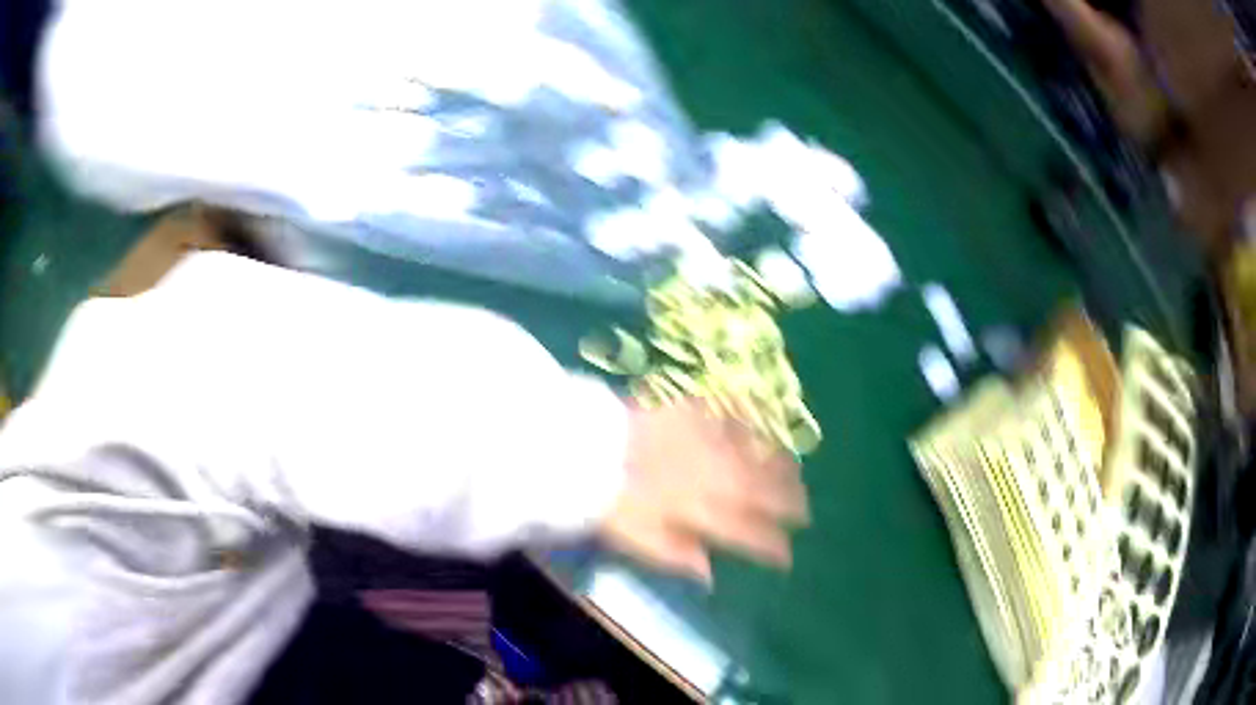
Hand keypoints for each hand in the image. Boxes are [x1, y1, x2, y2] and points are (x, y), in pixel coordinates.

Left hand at [598, 399, 808, 584]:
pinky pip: (732, 419)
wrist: (590, 446)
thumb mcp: (639, 539)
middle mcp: (717, 478)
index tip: (788, 554)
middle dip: (789, 502)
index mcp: (703, 512)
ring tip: (797, 471)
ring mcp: (710, 443)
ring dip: (779, 465)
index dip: (772, 546)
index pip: (748, 533)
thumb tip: (709, 574)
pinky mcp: (697, 413)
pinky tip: (759, 427)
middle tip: (806, 510)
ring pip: (756, 455)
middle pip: (762, 492)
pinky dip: (749, 426)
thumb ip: (678, 555)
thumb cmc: (611, 500)